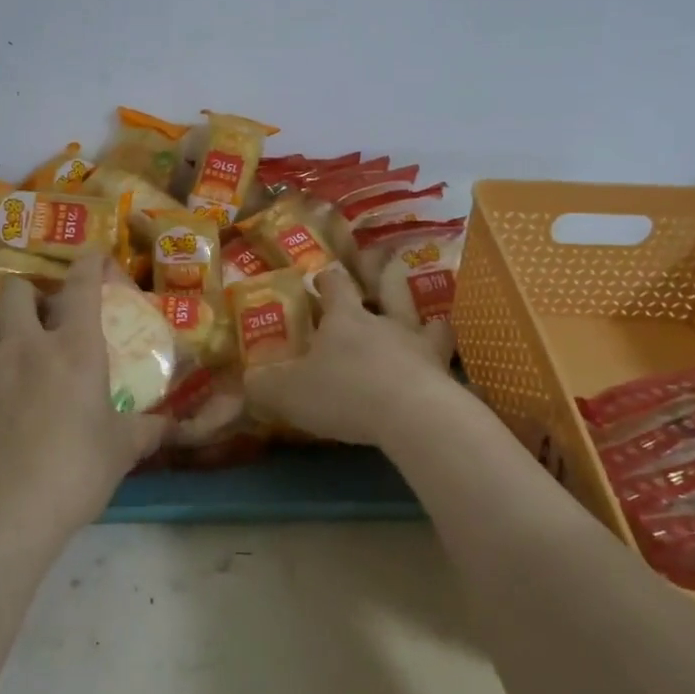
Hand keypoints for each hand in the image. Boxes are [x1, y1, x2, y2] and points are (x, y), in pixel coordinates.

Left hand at [0, 254, 163, 540]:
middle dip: (26, 295)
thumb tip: (170, 426)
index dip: (88, 264)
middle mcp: (23, 344)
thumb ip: (145, 430)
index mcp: (73, 347)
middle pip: (15, 290)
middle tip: (36, 318)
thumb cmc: (76, 471)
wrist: (6, 511)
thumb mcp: (121, 450)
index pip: (82, 286)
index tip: (93, 257)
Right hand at [244, 268, 459, 446]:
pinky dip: (446, 363)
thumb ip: (265, 385)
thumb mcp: (290, 392)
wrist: (412, 415)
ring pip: (427, 321)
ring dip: (425, 321)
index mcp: (346, 319)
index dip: (327, 280)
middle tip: (380, 281)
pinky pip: (448, 362)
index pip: (336, 286)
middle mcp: (385, 323)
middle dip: (382, 281)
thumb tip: (246, 379)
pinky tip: (445, 373)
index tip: (321, 278)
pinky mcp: (445, 374)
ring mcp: (420, 346)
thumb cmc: (344, 392)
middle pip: (388, 290)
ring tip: (426, 325)